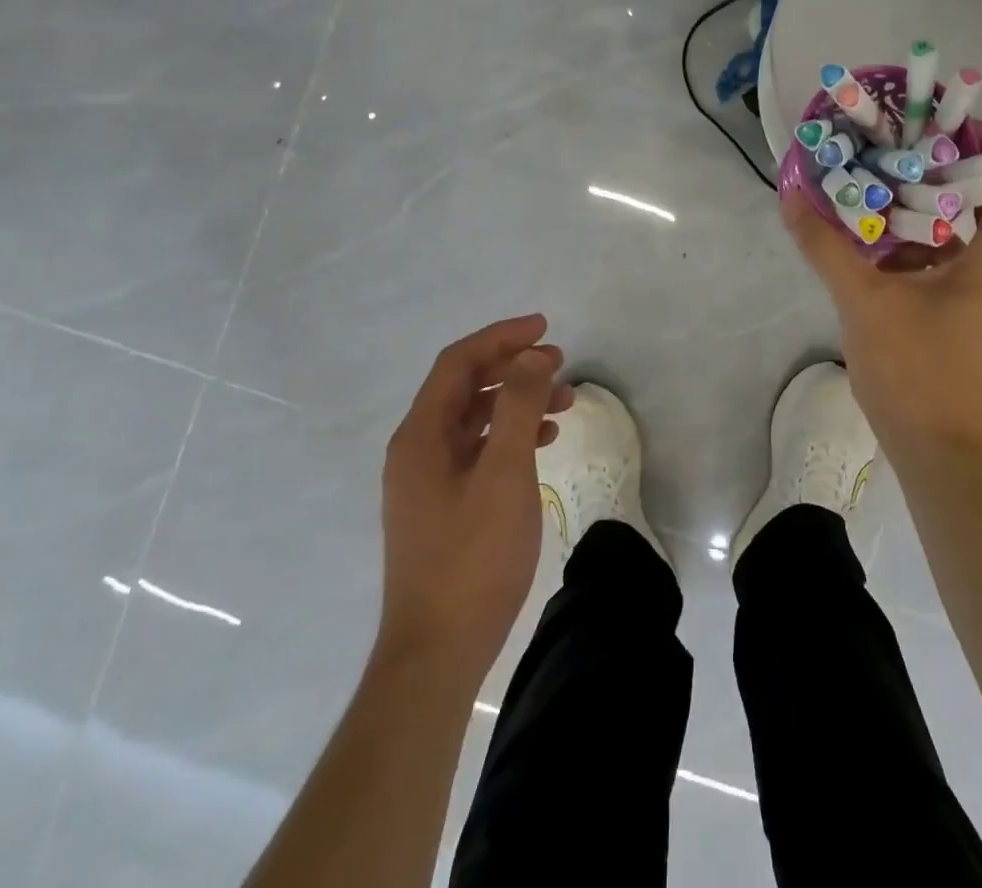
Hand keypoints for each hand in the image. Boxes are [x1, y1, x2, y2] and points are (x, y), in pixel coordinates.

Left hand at [375, 315, 573, 689]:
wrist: (437, 653)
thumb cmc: (472, 557)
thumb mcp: (503, 472)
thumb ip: (516, 406)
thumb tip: (532, 356)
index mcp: (421, 435)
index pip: (459, 363)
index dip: (502, 337)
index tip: (546, 328)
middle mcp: (416, 449)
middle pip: (465, 387)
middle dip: (513, 367)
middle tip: (560, 364)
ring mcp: (427, 480)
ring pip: (474, 419)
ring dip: (516, 402)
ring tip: (564, 403)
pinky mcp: (442, 506)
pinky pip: (477, 450)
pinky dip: (509, 435)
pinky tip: (542, 442)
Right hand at [783, 121, 981, 456]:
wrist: (942, 459)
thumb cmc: (916, 374)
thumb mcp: (863, 303)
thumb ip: (826, 247)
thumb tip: (792, 197)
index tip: (943, 124)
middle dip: (944, 171)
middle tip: (896, 152)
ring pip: (968, 236)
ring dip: (928, 211)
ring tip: (880, 191)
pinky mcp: (972, 323)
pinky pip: (954, 266)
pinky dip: (922, 247)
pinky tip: (878, 248)